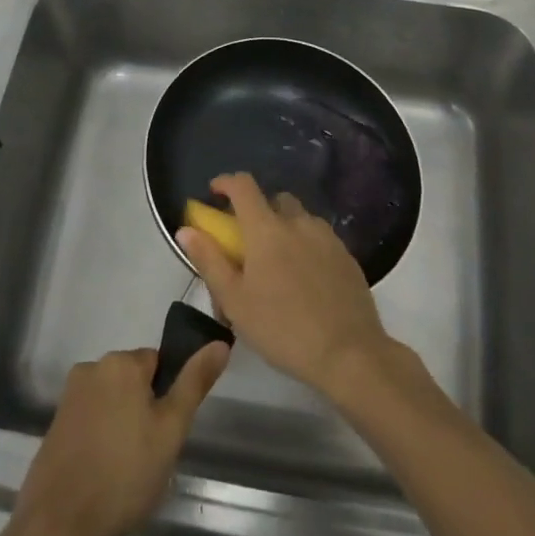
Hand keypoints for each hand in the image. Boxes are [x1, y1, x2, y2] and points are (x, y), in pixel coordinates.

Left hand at [8, 343, 228, 535]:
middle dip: (145, 411)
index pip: (159, 363)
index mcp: (120, 362)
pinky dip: (101, 439)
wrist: (58, 526)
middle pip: (133, 381)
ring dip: (123, 426)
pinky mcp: (54, 425)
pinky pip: (91, 421)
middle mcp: (91, 368)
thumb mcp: (171, 430)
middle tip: (150, 455)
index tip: (166, 433)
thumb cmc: (124, 474)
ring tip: (127, 470)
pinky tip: (104, 475)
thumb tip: (220, 343)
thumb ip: (194, 383)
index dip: (167, 398)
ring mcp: (69, 397)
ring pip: (112, 403)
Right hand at [178, 172, 396, 400]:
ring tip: (278, 264)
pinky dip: (306, 245)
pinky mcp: (347, 255)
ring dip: (284, 228)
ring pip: (300, 218)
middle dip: (258, 210)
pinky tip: (305, 278)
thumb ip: (209, 260)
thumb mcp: (234, 300)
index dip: (226, 182)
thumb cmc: (281, 328)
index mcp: (267, 229)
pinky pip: (320, 238)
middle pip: (275, 199)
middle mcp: (298, 223)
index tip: (214, 192)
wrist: (348, 353)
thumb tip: (186, 229)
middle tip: (249, 241)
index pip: (243, 186)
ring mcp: (327, 237)